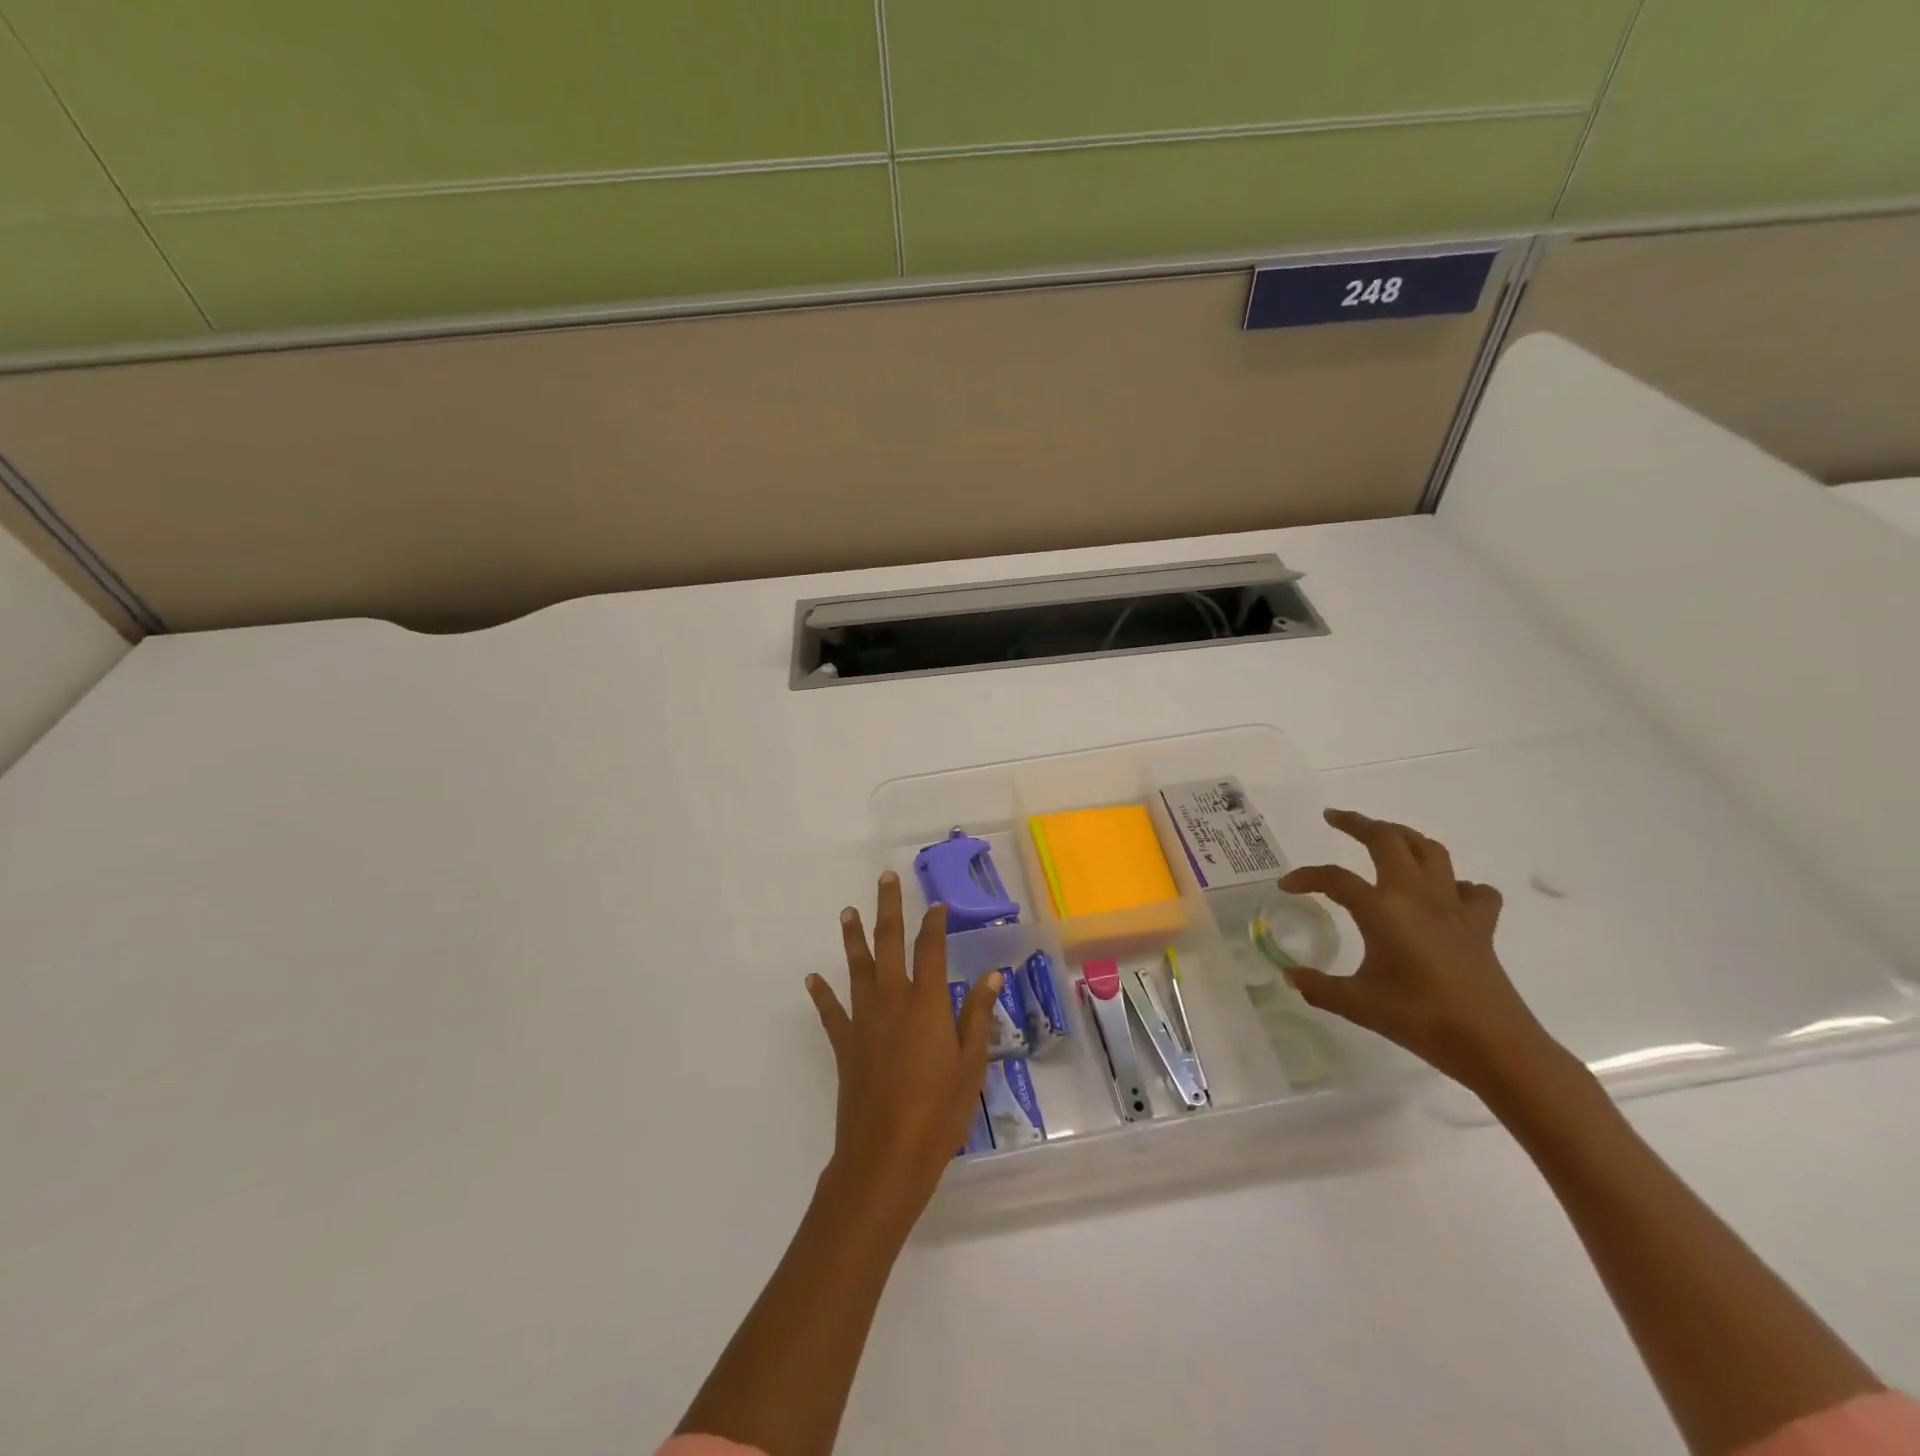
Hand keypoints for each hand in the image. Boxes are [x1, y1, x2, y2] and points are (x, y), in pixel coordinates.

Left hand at [806, 872, 1000, 1237]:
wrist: (885, 1157)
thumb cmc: (938, 1113)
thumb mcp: (970, 1066)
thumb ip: (978, 1017)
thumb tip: (992, 975)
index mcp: (928, 1004)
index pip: (932, 950)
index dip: (934, 924)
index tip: (936, 904)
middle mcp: (893, 1001)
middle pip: (889, 944)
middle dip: (888, 909)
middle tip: (885, 879)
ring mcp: (864, 1021)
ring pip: (857, 968)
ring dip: (853, 938)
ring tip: (848, 912)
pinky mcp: (845, 1045)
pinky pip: (831, 1012)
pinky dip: (822, 994)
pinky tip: (812, 979)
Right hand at [1278, 809, 1562, 1093]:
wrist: (1494, 1046)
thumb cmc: (1420, 1020)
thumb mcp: (1356, 1004)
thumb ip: (1318, 986)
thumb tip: (1291, 976)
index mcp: (1382, 909)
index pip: (1334, 879)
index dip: (1305, 877)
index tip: (1286, 887)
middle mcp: (1417, 896)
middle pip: (1387, 839)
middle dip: (1357, 823)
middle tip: (1334, 818)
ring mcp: (1453, 907)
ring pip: (1430, 851)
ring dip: (1403, 837)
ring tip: (1384, 837)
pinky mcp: (1480, 926)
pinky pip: (1473, 890)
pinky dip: (1456, 884)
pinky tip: (1444, 895)